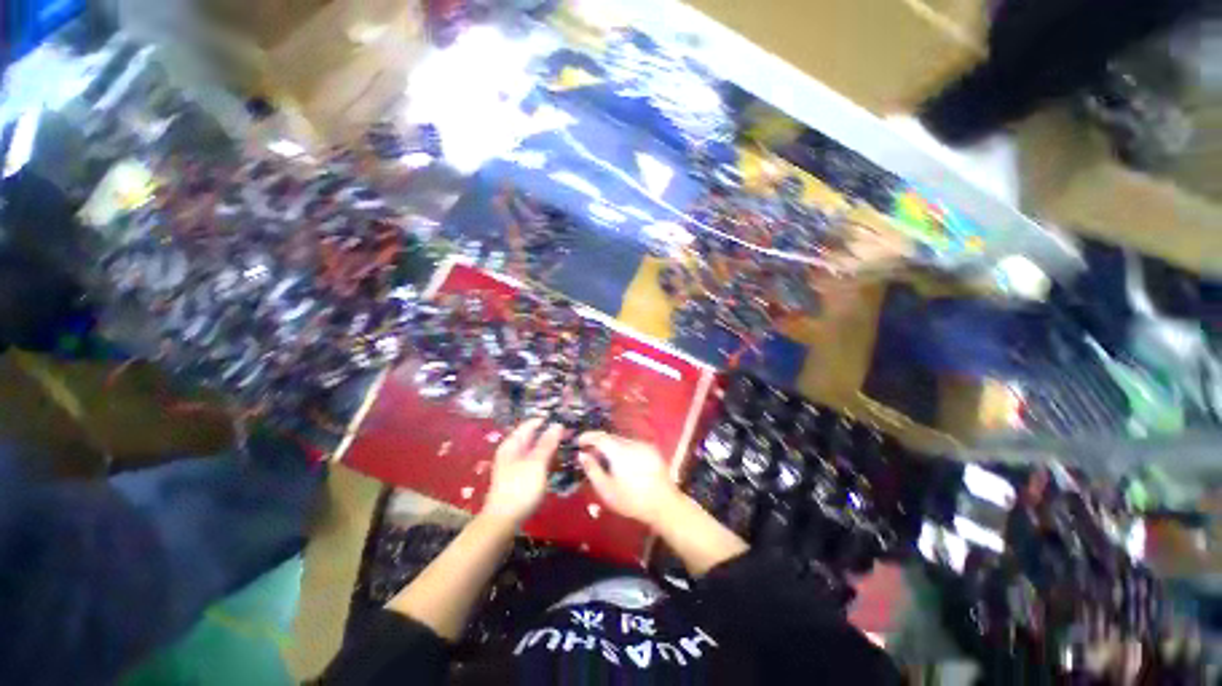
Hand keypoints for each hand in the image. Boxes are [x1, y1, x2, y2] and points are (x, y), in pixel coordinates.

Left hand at [483, 418, 562, 525]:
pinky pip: (533, 461)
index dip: (547, 420)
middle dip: (550, 434)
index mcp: (512, 444)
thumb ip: (547, 443)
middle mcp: (511, 451)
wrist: (502, 521)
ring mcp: (514, 465)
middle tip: (570, 433)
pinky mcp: (518, 478)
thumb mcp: (537, 463)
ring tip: (566, 445)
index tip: (565, 419)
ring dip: (548, 447)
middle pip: (532, 436)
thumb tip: (558, 424)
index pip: (531, 424)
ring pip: (533, 449)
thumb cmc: (520, 488)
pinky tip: (556, 462)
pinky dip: (545, 459)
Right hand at [577, 432, 680, 526]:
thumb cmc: (631, 499)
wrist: (664, 504)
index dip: (587, 436)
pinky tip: (623, 464)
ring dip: (612, 447)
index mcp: (618, 450)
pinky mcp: (652, 450)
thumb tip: (582, 454)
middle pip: (611, 438)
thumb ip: (592, 469)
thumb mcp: (606, 489)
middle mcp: (631, 442)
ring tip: (606, 461)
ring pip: (622, 441)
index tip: (578, 442)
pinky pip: (633, 446)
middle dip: (599, 443)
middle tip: (590, 454)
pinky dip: (624, 450)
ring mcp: (643, 445)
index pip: (599, 436)